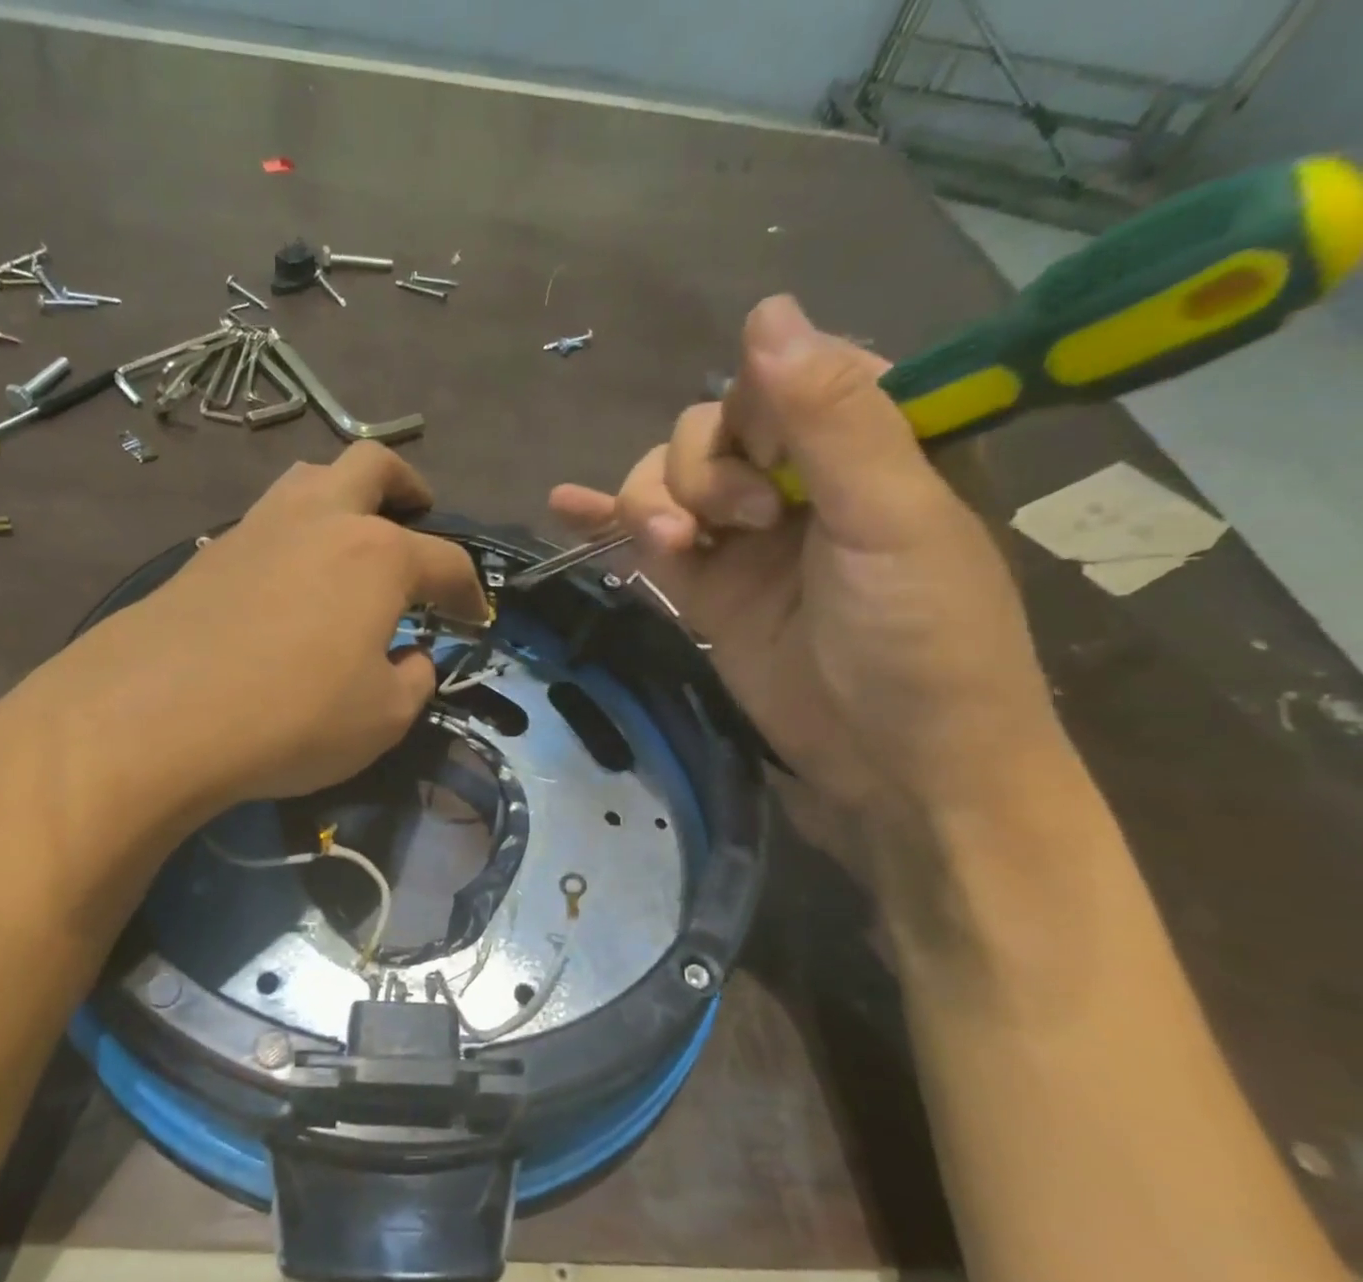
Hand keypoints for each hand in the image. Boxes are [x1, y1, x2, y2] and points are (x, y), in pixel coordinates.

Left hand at [0, 441, 487, 824]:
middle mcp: (320, 521)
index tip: (475, 617)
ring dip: (342, 495)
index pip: (445, 561)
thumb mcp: (382, 718)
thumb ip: (412, 682)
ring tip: (350, 539)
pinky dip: (292, 536)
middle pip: (372, 465)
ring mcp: (256, 528)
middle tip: (418, 515)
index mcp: (377, 556)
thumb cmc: (292, 718)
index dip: (468, 591)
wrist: (156, 717)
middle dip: (407, 487)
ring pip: (308, 479)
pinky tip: (289, 581)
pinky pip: (264, 522)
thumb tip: (410, 658)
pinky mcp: (207, 553)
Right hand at [551, 296, 1065, 840]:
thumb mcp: (891, 518)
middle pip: (708, 429)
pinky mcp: (706, 592)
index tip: (770, 462)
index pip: (783, 378)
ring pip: (668, 482)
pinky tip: (564, 505)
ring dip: (651, 503)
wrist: (897, 763)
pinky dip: (606, 524)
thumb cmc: (923, 638)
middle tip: (741, 524)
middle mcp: (800, 480)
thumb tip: (765, 310)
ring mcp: (745, 540)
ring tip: (672, 550)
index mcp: (867, 444)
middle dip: (700, 469)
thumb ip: (832, 418)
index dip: (755, 408)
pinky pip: (646, 543)